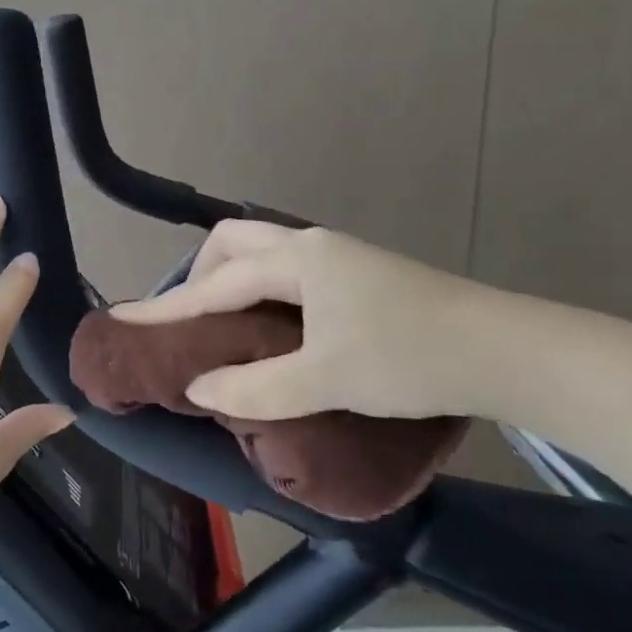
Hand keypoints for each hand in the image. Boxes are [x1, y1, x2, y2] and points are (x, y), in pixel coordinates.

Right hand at [110, 221, 481, 420]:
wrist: (508, 352)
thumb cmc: (410, 358)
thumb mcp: (324, 380)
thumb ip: (254, 388)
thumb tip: (199, 389)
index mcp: (298, 261)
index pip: (215, 283)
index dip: (167, 307)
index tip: (123, 321)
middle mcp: (314, 246)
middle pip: (235, 242)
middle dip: (200, 275)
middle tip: (190, 320)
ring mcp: (342, 257)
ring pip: (266, 252)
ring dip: (232, 279)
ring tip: (222, 323)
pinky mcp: (362, 276)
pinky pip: (290, 268)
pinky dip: (262, 288)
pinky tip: (271, 324)